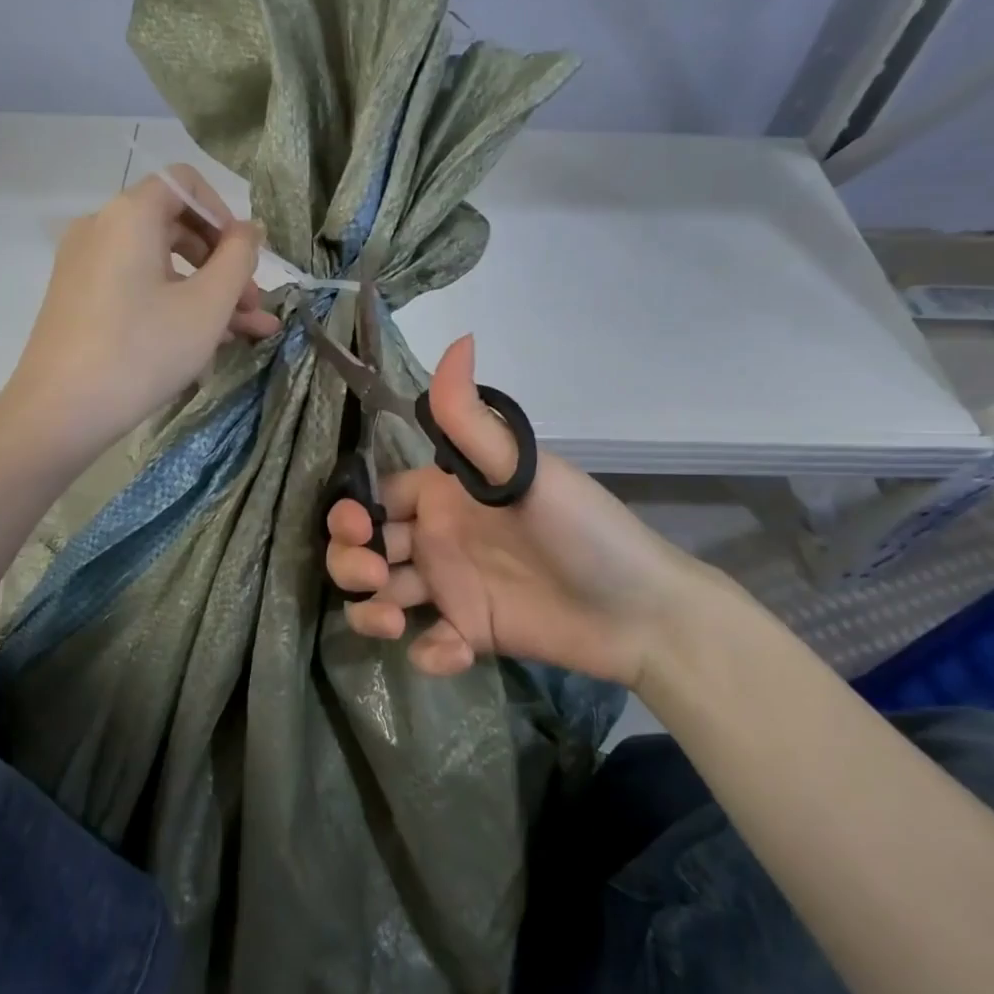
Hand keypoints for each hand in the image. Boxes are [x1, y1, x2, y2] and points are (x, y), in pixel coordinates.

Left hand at [5, 166, 281, 453]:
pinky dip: (173, 306)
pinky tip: (208, 344)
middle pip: (176, 228)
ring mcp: (86, 267)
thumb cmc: (143, 350)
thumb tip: (250, 230)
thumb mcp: (207, 305)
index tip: (246, 258)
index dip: (224, 214)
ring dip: (207, 294)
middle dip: (223, 266)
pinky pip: (138, 289)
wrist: (61, 412)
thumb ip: (239, 258)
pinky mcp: (81, 301)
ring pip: (161, 267)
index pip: (185, 184)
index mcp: (129, 216)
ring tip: (248, 333)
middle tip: (254, 306)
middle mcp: (101, 229)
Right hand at [326, 335, 710, 688]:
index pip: (375, 496)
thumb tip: (459, 339)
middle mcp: (439, 539)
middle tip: (376, 577)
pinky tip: (454, 651)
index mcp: (445, 495)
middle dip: (350, 563)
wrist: (642, 612)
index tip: (357, 528)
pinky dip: (427, 653)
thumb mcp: (525, 470)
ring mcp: (451, 589)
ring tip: (394, 622)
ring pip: (382, 598)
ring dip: (372, 612)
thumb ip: (474, 419)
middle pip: (366, 549)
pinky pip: (427, 645)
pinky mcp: (468, 635)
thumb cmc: (582, 530)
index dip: (351, 511)